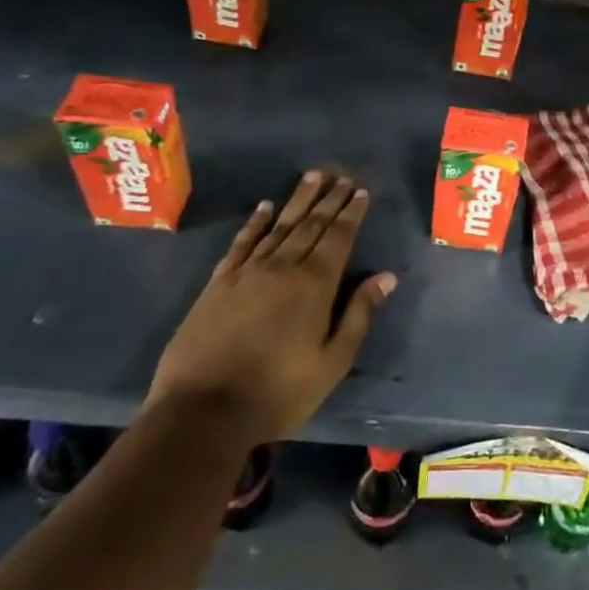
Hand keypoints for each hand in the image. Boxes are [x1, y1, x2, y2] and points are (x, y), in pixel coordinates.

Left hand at [147, 171, 395, 442]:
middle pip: (311, 225)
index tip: (362, 191)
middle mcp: (283, 267)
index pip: (339, 238)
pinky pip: (241, 243)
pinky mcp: (218, 284)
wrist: (202, 412)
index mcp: (315, 285)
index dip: (352, 213)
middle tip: (342, 176)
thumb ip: (359, 315)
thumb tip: (386, 277)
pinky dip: (255, 223)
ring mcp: (247, 273)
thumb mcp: (332, 362)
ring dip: (298, 200)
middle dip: (330, 199)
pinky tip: (264, 207)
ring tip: (313, 176)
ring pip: (279, 226)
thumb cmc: (278, 392)